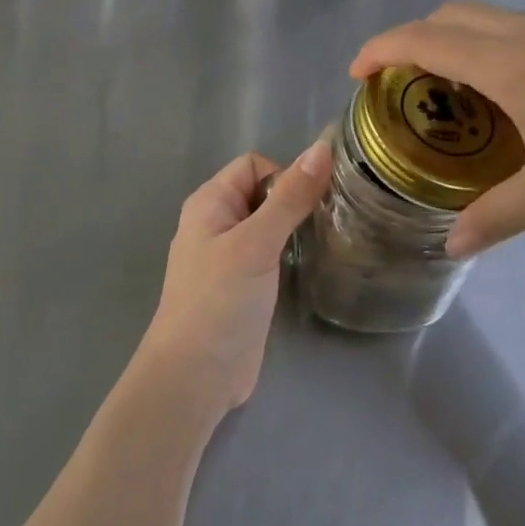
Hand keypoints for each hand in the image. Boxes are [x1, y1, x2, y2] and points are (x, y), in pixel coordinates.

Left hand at [139, 142, 331, 415]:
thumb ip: (289, 198)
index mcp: (210, 202)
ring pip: (269, 225)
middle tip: (329, 222)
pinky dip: (290, 253)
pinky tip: (312, 265)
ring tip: (326, 241)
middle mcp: (217, 222)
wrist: (195, 376)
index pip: (253, 165)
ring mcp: (230, 256)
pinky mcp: (244, 285)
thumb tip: (322, 149)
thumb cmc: (219, 300)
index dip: (284, 175)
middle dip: (294, 201)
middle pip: (263, 193)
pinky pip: (271, 254)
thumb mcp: (256, 243)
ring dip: (295, 228)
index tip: (311, 203)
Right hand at [351, 3, 524, 255]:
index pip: (424, 38)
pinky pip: (523, 27)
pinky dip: (493, 45)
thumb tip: (450, 246)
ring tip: (454, 90)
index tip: (357, 73)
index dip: (381, 49)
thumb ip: (497, 217)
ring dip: (456, 39)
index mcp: (511, 64)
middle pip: (451, 13)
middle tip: (402, 83)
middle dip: (413, 38)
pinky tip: (518, 94)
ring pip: (490, 16)